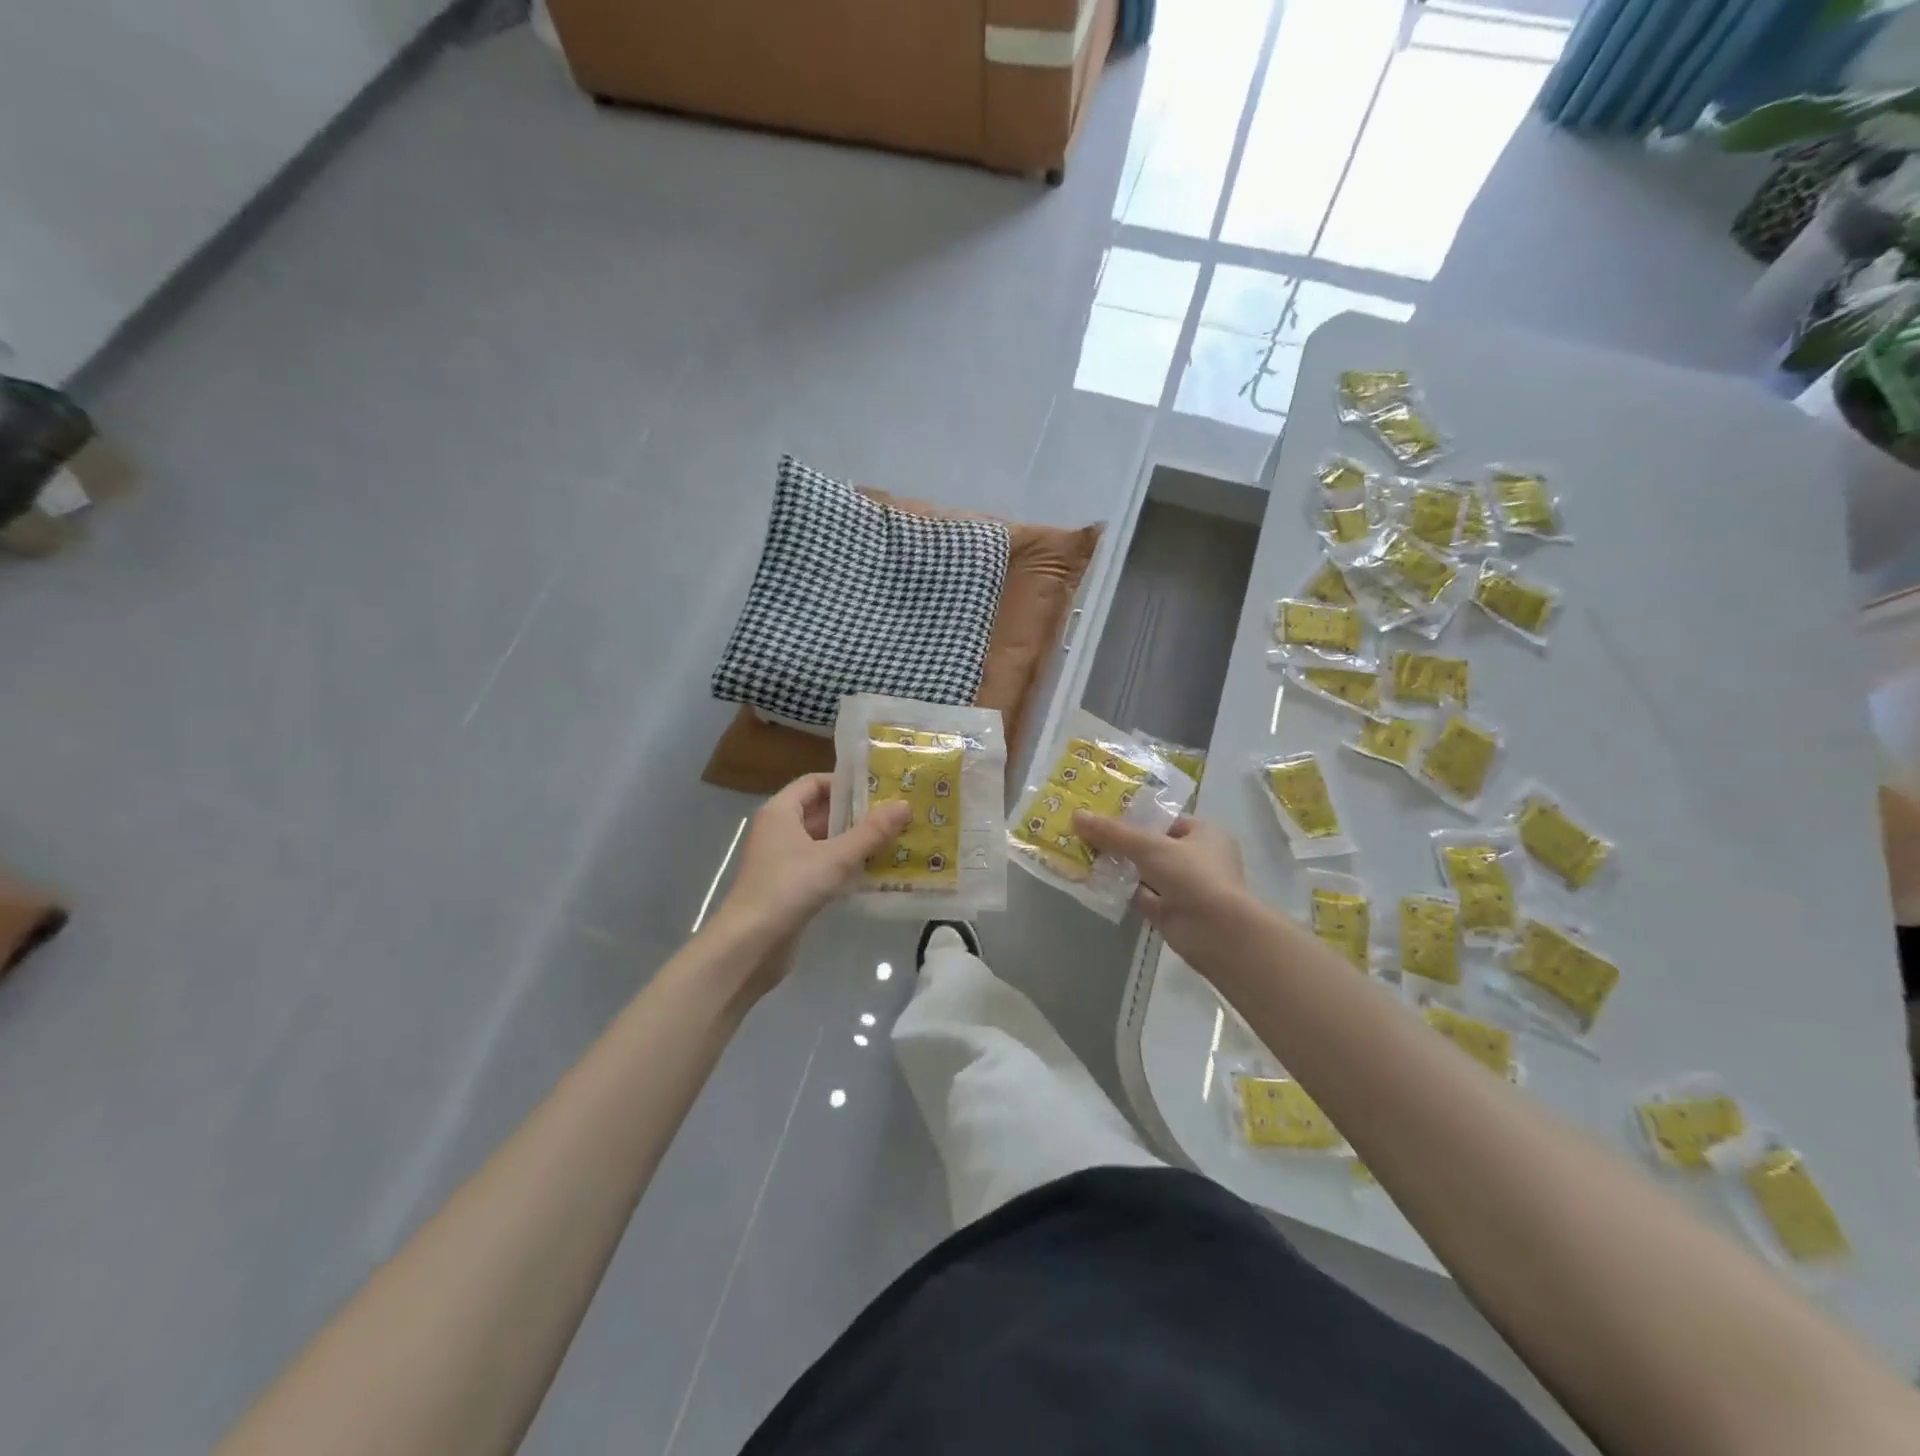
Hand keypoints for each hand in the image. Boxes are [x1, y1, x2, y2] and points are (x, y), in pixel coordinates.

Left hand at [718, 774, 910, 945]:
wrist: (750, 945)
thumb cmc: (789, 888)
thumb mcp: (836, 857)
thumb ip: (871, 832)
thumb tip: (904, 805)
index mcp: (781, 812)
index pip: (814, 782)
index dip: (845, 783)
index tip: (878, 790)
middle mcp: (778, 830)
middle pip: (820, 811)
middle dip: (855, 814)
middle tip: (893, 815)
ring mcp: (781, 860)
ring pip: (822, 841)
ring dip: (852, 841)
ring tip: (891, 841)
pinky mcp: (788, 887)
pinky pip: (820, 866)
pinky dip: (843, 865)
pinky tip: (871, 872)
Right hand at [1073, 813, 1260, 977]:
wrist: (1216, 933)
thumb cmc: (1193, 876)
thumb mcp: (1150, 846)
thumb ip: (1113, 833)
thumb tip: (1077, 815)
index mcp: (1204, 834)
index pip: (1164, 819)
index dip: (1134, 815)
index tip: (1102, 812)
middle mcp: (1197, 858)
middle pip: (1151, 845)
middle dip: (1121, 841)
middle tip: (1086, 831)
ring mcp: (1184, 887)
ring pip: (1144, 871)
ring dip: (1118, 865)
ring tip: (1082, 852)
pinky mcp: (1171, 912)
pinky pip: (1140, 894)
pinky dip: (1121, 888)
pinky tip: (1093, 880)